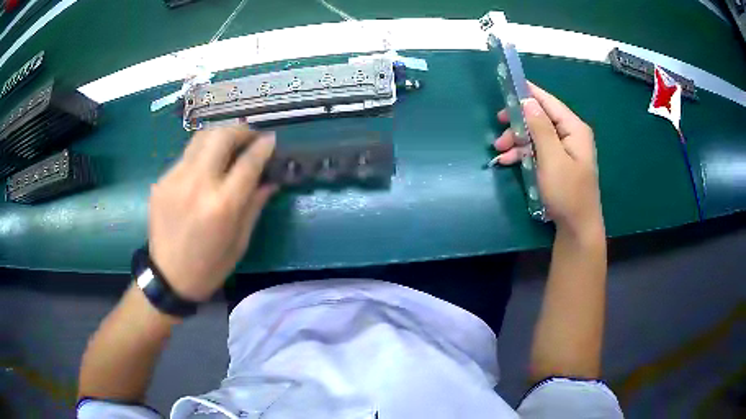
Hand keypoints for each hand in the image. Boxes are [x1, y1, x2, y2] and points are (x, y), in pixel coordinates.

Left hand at [148, 127, 275, 301]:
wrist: (168, 277)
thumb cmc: (210, 266)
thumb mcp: (241, 241)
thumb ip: (255, 204)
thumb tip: (271, 178)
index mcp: (222, 205)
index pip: (248, 161)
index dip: (264, 146)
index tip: (272, 139)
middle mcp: (197, 184)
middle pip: (221, 136)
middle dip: (241, 130)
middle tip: (250, 138)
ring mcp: (175, 179)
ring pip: (201, 138)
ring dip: (220, 135)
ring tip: (230, 144)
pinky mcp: (161, 181)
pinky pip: (186, 156)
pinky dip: (202, 154)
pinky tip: (206, 168)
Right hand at [493, 82, 602, 235]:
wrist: (577, 229)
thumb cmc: (567, 193)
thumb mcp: (552, 159)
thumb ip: (541, 128)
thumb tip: (528, 101)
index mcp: (574, 129)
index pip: (548, 102)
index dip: (528, 93)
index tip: (506, 87)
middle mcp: (570, 135)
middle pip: (540, 119)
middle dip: (518, 123)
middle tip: (498, 128)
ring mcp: (564, 150)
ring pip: (536, 135)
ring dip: (517, 141)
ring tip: (499, 151)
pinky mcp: (558, 164)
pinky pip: (538, 151)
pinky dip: (523, 154)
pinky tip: (508, 162)